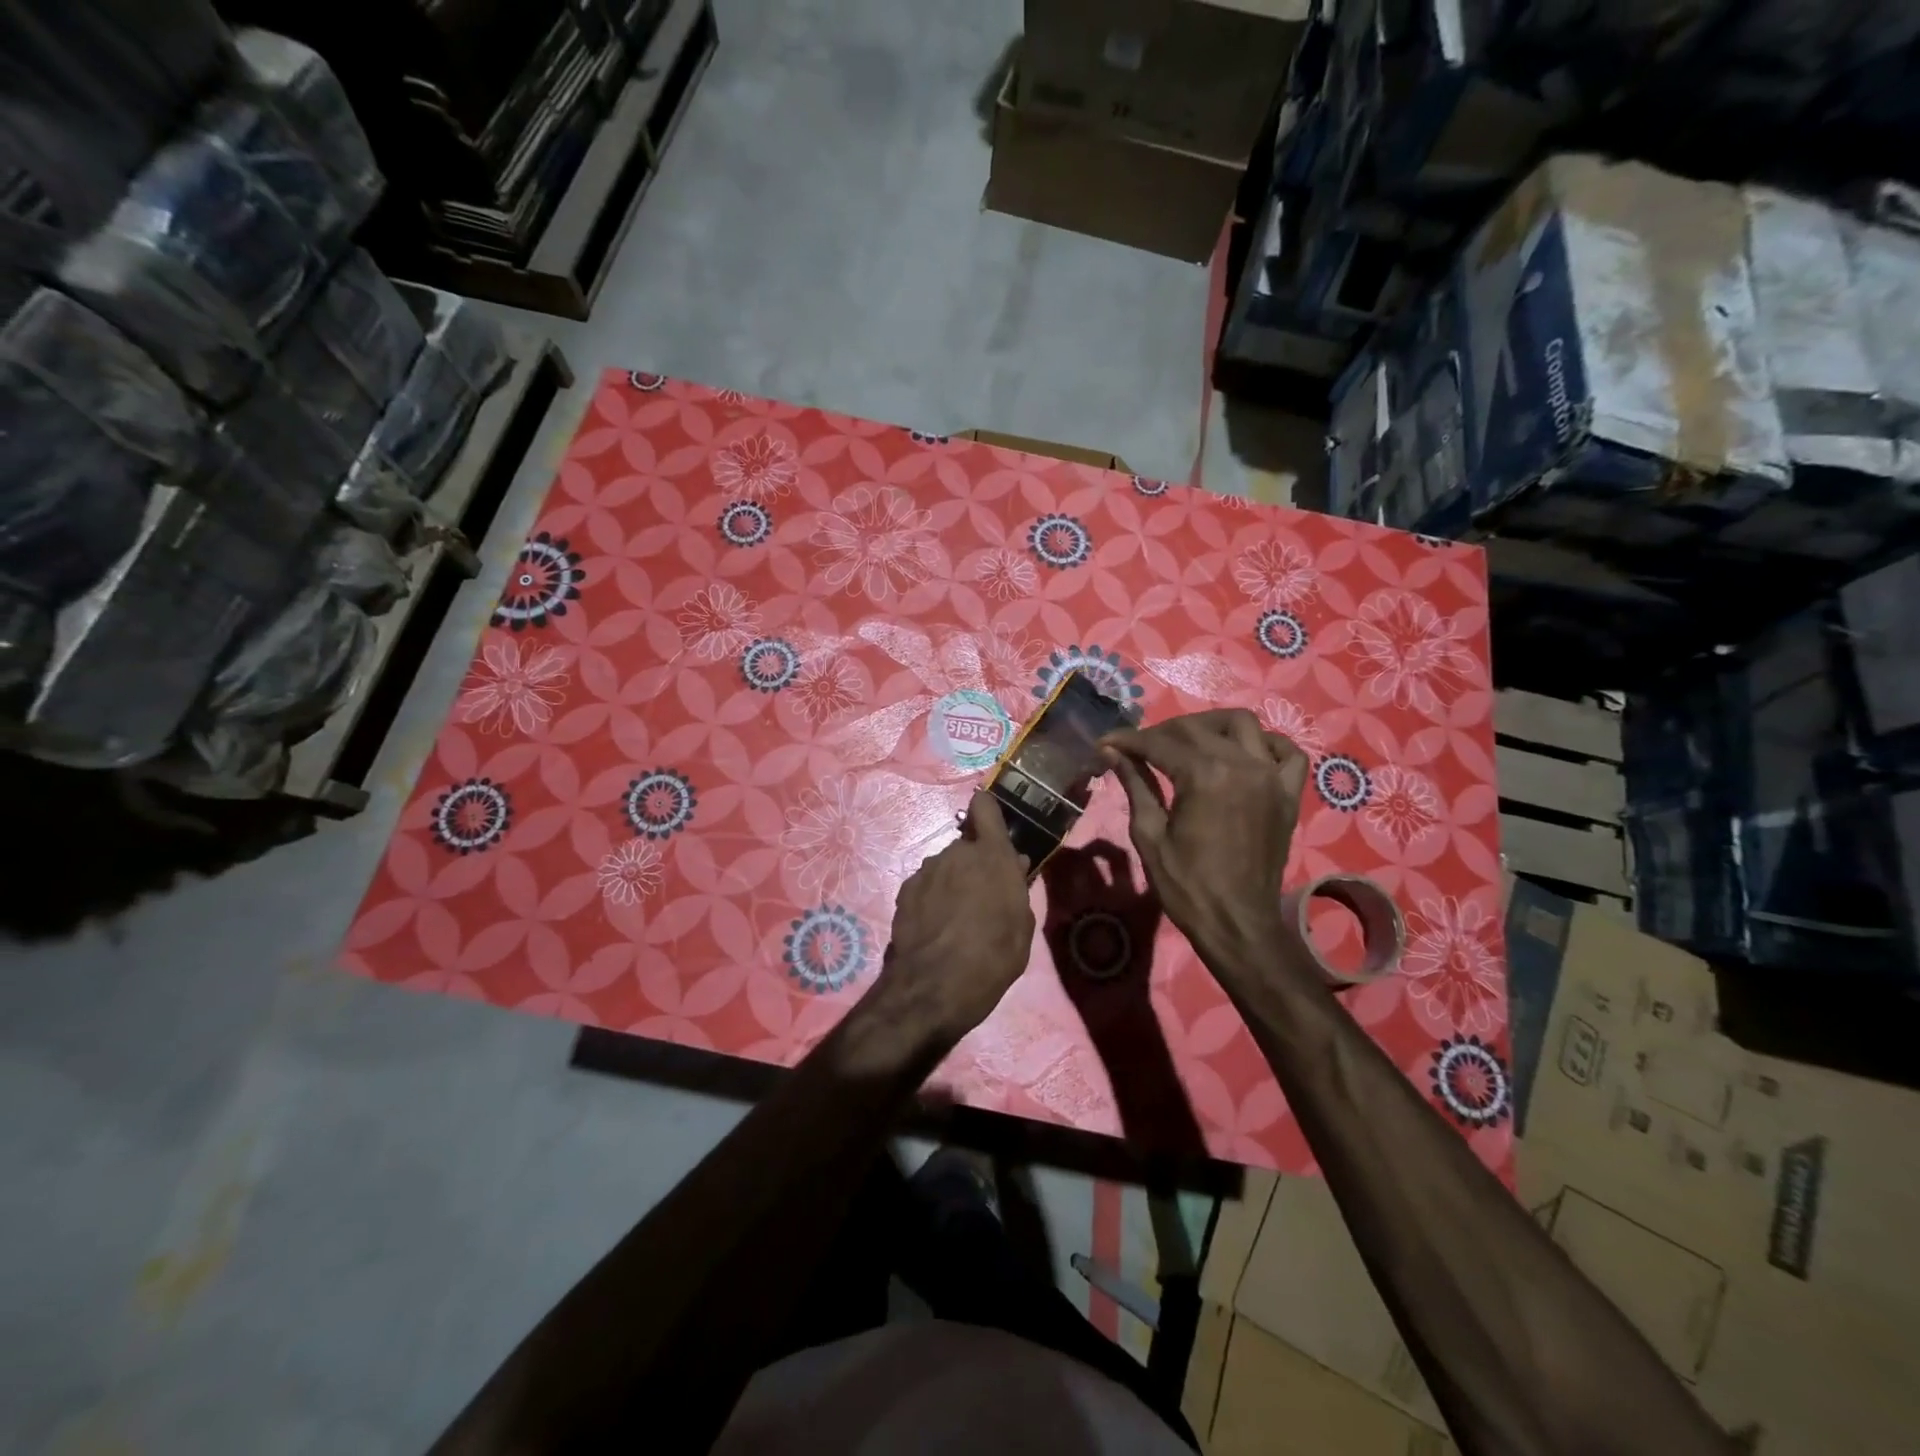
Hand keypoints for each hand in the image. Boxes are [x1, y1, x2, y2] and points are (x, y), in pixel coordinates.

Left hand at [875, 790, 1036, 1043]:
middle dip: (974, 866)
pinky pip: (926, 887)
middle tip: (982, 898)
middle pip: (967, 848)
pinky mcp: (904, 891)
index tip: (991, 822)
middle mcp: (956, 853)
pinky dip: (931, 900)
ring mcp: (926, 870)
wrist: (935, 986)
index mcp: (992, 855)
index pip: (985, 808)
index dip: (987, 810)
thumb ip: (1017, 889)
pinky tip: (935, 929)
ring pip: (945, 868)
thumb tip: (1014, 866)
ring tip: (956, 921)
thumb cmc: (994, 956)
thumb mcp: (1022, 927)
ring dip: (952, 884)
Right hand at [1101, 710, 1308, 974]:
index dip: (1128, 740)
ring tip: (1189, 743)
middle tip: (1139, 749)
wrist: (1236, 923)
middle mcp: (1242, 764)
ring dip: (1211, 726)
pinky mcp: (1288, 794)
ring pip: (1243, 724)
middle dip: (1161, 732)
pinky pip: (1287, 753)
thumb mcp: (1149, 834)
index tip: (1106, 743)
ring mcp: (1271, 776)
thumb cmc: (1186, 885)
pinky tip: (1243, 755)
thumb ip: (1135, 784)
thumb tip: (1112, 752)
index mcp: (1204, 775)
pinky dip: (1266, 744)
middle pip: (1196, 728)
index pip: (1159, 743)